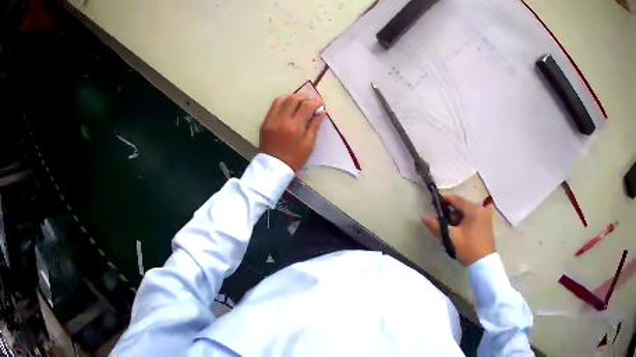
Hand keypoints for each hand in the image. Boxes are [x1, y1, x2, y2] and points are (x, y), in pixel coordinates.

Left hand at [259, 94, 326, 171]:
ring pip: (281, 99)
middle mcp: (282, 120)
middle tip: (310, 100)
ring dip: (292, 97)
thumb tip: (322, 112)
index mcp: (295, 127)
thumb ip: (315, 125)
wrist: (274, 166)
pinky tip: (288, 106)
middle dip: (304, 96)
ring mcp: (272, 119)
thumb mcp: (309, 143)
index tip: (320, 104)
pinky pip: (274, 106)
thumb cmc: (295, 157)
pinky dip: (282, 102)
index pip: (307, 106)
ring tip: (299, 101)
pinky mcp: (265, 121)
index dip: (315, 102)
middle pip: (293, 99)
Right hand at [422, 195, 494, 265]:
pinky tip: (455, 233)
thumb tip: (424, 217)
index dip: (443, 201)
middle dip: (449, 214)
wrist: (484, 263)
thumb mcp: (450, 237)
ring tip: (446, 230)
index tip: (432, 205)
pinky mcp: (485, 225)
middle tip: (438, 222)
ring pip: (465, 214)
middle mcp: (480, 209)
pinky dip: (462, 223)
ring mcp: (484, 217)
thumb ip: (436, 226)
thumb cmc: (468, 248)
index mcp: (473, 209)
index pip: (455, 199)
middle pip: (460, 207)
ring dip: (455, 220)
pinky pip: (471, 219)